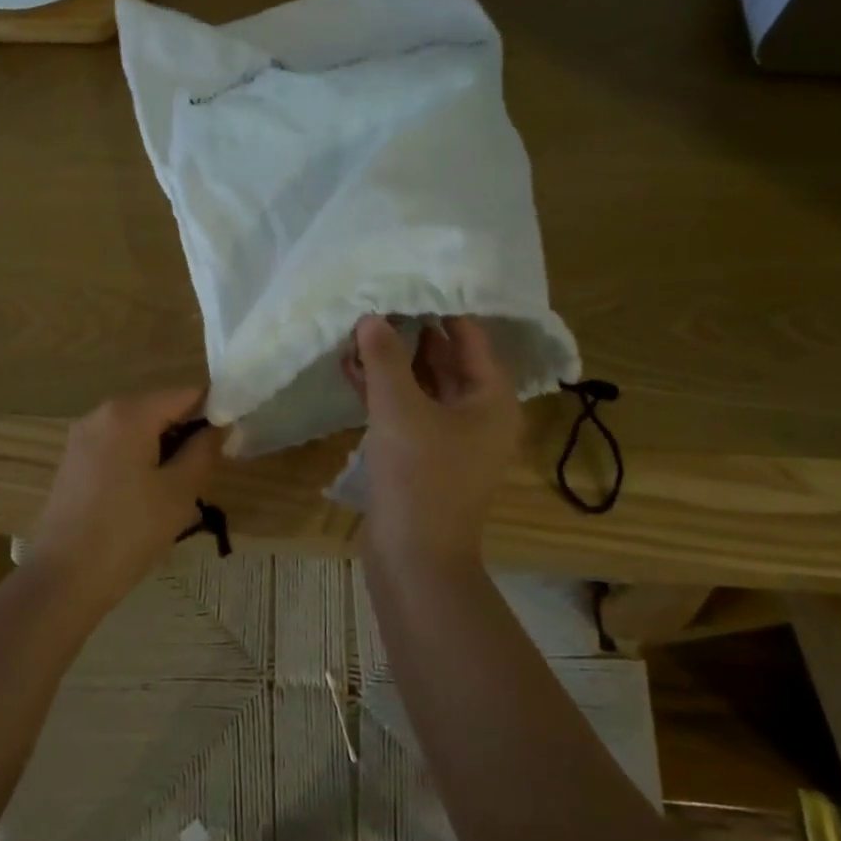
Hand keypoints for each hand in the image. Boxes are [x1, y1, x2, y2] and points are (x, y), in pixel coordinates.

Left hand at [29, 388, 226, 607]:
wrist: (65, 578)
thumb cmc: (130, 530)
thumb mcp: (180, 491)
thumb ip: (204, 450)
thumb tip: (220, 425)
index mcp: (128, 413)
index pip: (185, 395)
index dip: (214, 412)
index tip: (231, 441)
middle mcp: (101, 414)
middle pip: (159, 410)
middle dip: (186, 434)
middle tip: (207, 473)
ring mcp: (82, 438)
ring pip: (138, 431)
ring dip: (163, 451)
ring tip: (179, 491)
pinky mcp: (73, 462)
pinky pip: (117, 448)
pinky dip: (139, 461)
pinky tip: (146, 499)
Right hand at [342, 315, 521, 570]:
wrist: (414, 558)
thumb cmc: (418, 477)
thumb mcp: (399, 409)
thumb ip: (384, 358)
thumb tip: (370, 317)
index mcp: (490, 399)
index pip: (469, 338)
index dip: (439, 309)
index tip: (407, 282)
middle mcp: (476, 414)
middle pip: (445, 360)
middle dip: (409, 333)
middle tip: (375, 301)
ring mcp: (448, 437)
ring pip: (420, 386)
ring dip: (390, 363)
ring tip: (355, 331)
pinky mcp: (421, 455)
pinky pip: (405, 411)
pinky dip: (382, 392)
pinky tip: (350, 369)